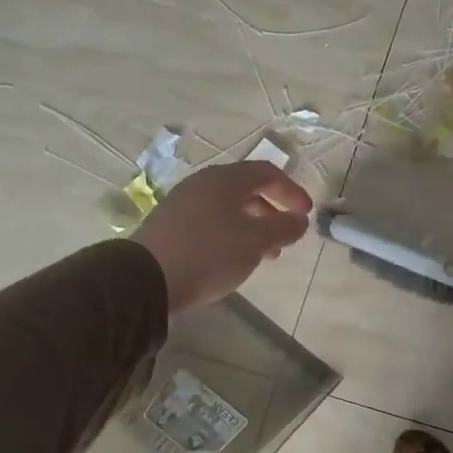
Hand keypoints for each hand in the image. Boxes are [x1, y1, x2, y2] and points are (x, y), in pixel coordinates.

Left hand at [132, 162, 312, 313]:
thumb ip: (284, 228)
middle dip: (272, 212)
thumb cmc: (210, 253)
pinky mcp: (170, 225)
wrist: (146, 279)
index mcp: (225, 179)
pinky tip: (234, 259)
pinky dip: (231, 234)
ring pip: (228, 208)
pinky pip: (211, 222)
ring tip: (264, 254)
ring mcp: (183, 203)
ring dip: (253, 226)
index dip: (292, 191)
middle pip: (247, 190)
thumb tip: (299, 220)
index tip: (306, 215)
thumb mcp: (256, 241)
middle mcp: (203, 184)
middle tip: (286, 236)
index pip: (267, 173)